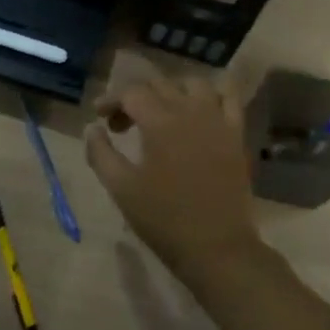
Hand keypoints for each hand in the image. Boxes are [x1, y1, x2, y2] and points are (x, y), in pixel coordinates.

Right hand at [85, 74, 263, 281]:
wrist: (217, 246)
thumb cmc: (163, 219)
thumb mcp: (121, 188)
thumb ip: (101, 153)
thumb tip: (92, 128)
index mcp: (160, 122)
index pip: (131, 92)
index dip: (111, 100)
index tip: (99, 118)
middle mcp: (190, 111)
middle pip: (159, 84)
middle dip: (135, 97)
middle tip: (121, 125)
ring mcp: (218, 120)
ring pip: (194, 84)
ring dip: (172, 91)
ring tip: (160, 113)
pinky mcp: (237, 134)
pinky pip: (228, 98)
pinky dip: (211, 95)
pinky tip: (199, 111)